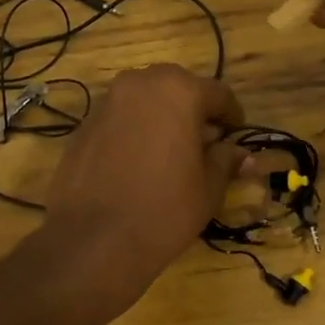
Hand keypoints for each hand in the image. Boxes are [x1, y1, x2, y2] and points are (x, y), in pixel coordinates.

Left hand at [42, 64, 246, 306]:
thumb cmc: (165, 209)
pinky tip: (138, 165)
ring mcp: (106, 104)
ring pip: (144, 102)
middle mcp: (140, 84)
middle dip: (193, 111)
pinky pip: (119, 121)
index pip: (218, 93)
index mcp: (179, 91)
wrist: (95, 240)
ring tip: (170, 154)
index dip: (232, 115)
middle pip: (177, 89)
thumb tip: (242, 155)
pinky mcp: (82, 128)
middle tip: (204, 142)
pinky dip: (133, 133)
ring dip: (161, 119)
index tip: (236, 135)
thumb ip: (225, 161)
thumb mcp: (208, 187)